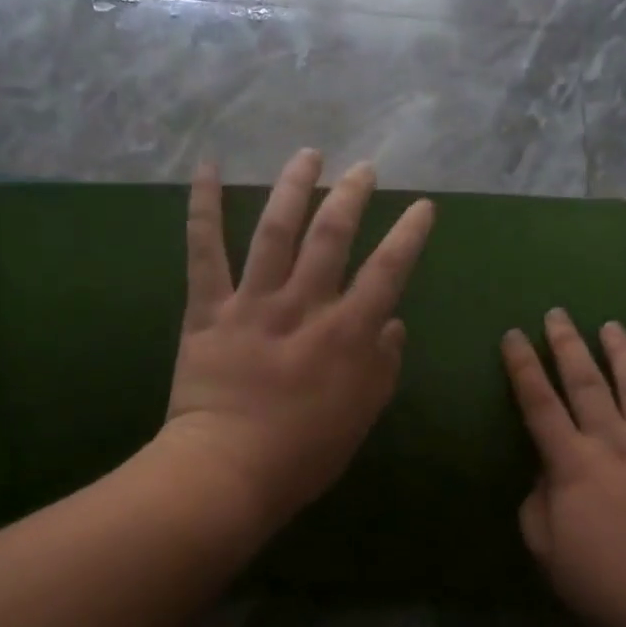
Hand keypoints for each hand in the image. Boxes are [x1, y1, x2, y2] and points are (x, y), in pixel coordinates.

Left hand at [159, 149, 436, 534]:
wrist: (226, 472)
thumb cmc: (302, 455)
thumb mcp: (361, 416)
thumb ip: (382, 367)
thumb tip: (393, 324)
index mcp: (347, 334)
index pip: (387, 271)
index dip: (408, 235)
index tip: (422, 206)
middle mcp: (303, 306)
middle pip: (332, 236)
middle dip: (351, 195)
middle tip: (363, 169)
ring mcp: (252, 303)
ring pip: (276, 231)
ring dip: (294, 187)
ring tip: (309, 154)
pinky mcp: (208, 309)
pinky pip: (204, 251)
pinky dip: (203, 207)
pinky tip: (207, 167)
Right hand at [502, 310, 625, 626]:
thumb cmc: (610, 587)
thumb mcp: (549, 554)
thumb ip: (537, 507)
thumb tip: (544, 475)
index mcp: (573, 465)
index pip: (539, 404)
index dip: (523, 367)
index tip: (514, 335)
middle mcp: (615, 443)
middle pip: (586, 383)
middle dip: (567, 345)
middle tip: (558, 314)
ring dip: (624, 352)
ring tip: (612, 326)